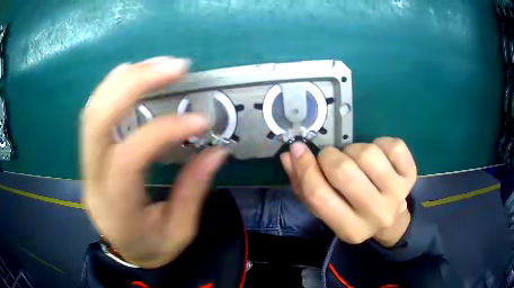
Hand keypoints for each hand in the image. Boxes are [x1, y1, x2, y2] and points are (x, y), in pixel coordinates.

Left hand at [81, 57, 227, 267]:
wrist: (122, 250)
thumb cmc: (151, 246)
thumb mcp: (179, 232)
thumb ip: (194, 191)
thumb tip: (217, 151)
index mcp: (117, 205)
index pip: (130, 157)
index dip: (165, 131)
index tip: (200, 121)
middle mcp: (94, 178)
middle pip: (99, 120)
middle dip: (136, 85)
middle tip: (174, 67)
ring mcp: (86, 162)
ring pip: (93, 111)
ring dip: (124, 80)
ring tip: (157, 65)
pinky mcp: (88, 154)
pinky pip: (92, 113)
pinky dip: (110, 87)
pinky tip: (131, 73)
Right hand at [280, 138, 416, 246]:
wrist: (390, 218)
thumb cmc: (353, 212)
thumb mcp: (327, 209)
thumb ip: (304, 185)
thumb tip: (290, 155)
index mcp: (350, 229)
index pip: (319, 196)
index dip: (304, 168)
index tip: (297, 148)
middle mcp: (376, 214)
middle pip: (343, 172)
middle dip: (330, 157)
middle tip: (331, 158)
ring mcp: (397, 193)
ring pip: (367, 154)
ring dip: (353, 150)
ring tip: (355, 160)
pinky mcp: (411, 174)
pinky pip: (392, 145)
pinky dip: (379, 143)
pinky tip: (378, 156)